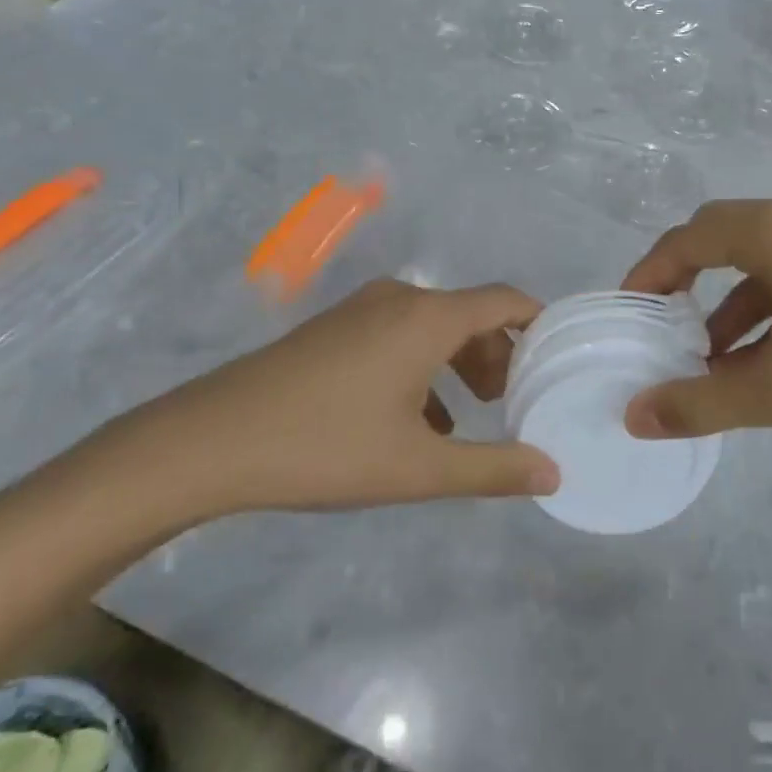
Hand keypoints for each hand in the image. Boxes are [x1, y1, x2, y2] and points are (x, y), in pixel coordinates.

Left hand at [117, 280, 561, 520]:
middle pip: (468, 314)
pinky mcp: (333, 329)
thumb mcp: (418, 468)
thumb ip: (491, 468)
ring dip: (458, 362)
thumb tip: (552, 472)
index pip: (503, 300)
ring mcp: (360, 310)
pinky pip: (396, 335)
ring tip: (470, 414)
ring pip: (430, 326)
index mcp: (427, 318)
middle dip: (497, 353)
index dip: (536, 320)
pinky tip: (417, 419)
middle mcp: (398, 300)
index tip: (557, 352)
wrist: (214, 440)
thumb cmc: (327, 448)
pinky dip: (421, 366)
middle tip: (512, 400)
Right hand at [621, 197, 771, 439]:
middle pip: (715, 237)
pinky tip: (761, 355)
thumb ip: (703, 404)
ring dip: (722, 300)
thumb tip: (635, 416)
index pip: (686, 239)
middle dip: (680, 281)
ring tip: (706, 357)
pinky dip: (760, 304)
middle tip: (657, 327)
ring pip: (752, 256)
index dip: (648, 274)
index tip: (626, 314)